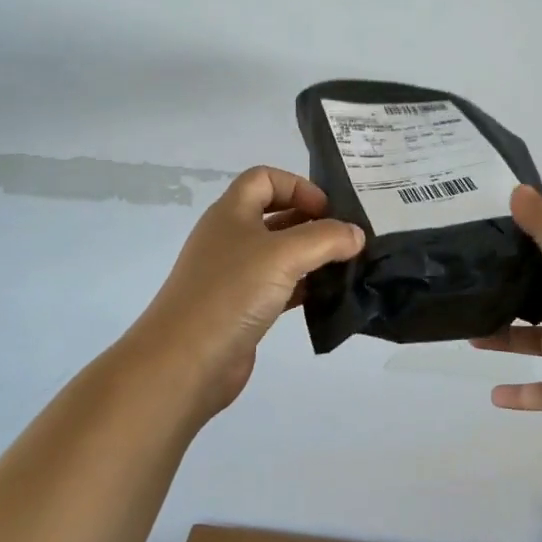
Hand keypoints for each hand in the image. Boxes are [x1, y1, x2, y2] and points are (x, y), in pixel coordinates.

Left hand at [128, 166, 363, 418]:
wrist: (184, 363)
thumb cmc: (231, 293)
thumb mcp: (284, 255)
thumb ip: (326, 238)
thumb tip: (357, 234)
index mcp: (231, 213)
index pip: (264, 178)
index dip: (297, 186)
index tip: (327, 211)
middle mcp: (231, 238)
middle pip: (275, 214)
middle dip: (311, 221)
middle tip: (347, 238)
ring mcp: (234, 275)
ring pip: (280, 253)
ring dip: (311, 256)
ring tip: (346, 266)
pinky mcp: (242, 308)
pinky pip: (279, 287)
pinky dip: (304, 287)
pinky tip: (328, 296)